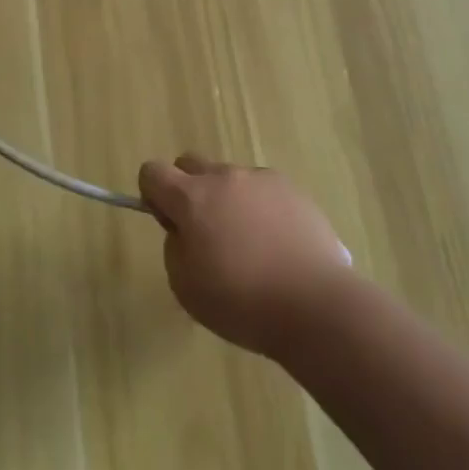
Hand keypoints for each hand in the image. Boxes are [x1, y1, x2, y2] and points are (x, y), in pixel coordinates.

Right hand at [138, 155, 352, 357]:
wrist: (315, 305)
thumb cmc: (242, 302)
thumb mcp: (186, 287)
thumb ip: (175, 247)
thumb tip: (185, 231)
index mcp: (192, 197)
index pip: (152, 171)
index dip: (153, 195)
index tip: (172, 225)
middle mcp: (224, 177)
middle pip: (190, 164)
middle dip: (189, 190)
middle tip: (207, 233)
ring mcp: (261, 179)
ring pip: (230, 178)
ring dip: (228, 200)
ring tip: (251, 246)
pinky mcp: (292, 189)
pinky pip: (262, 189)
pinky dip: (260, 208)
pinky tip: (278, 245)